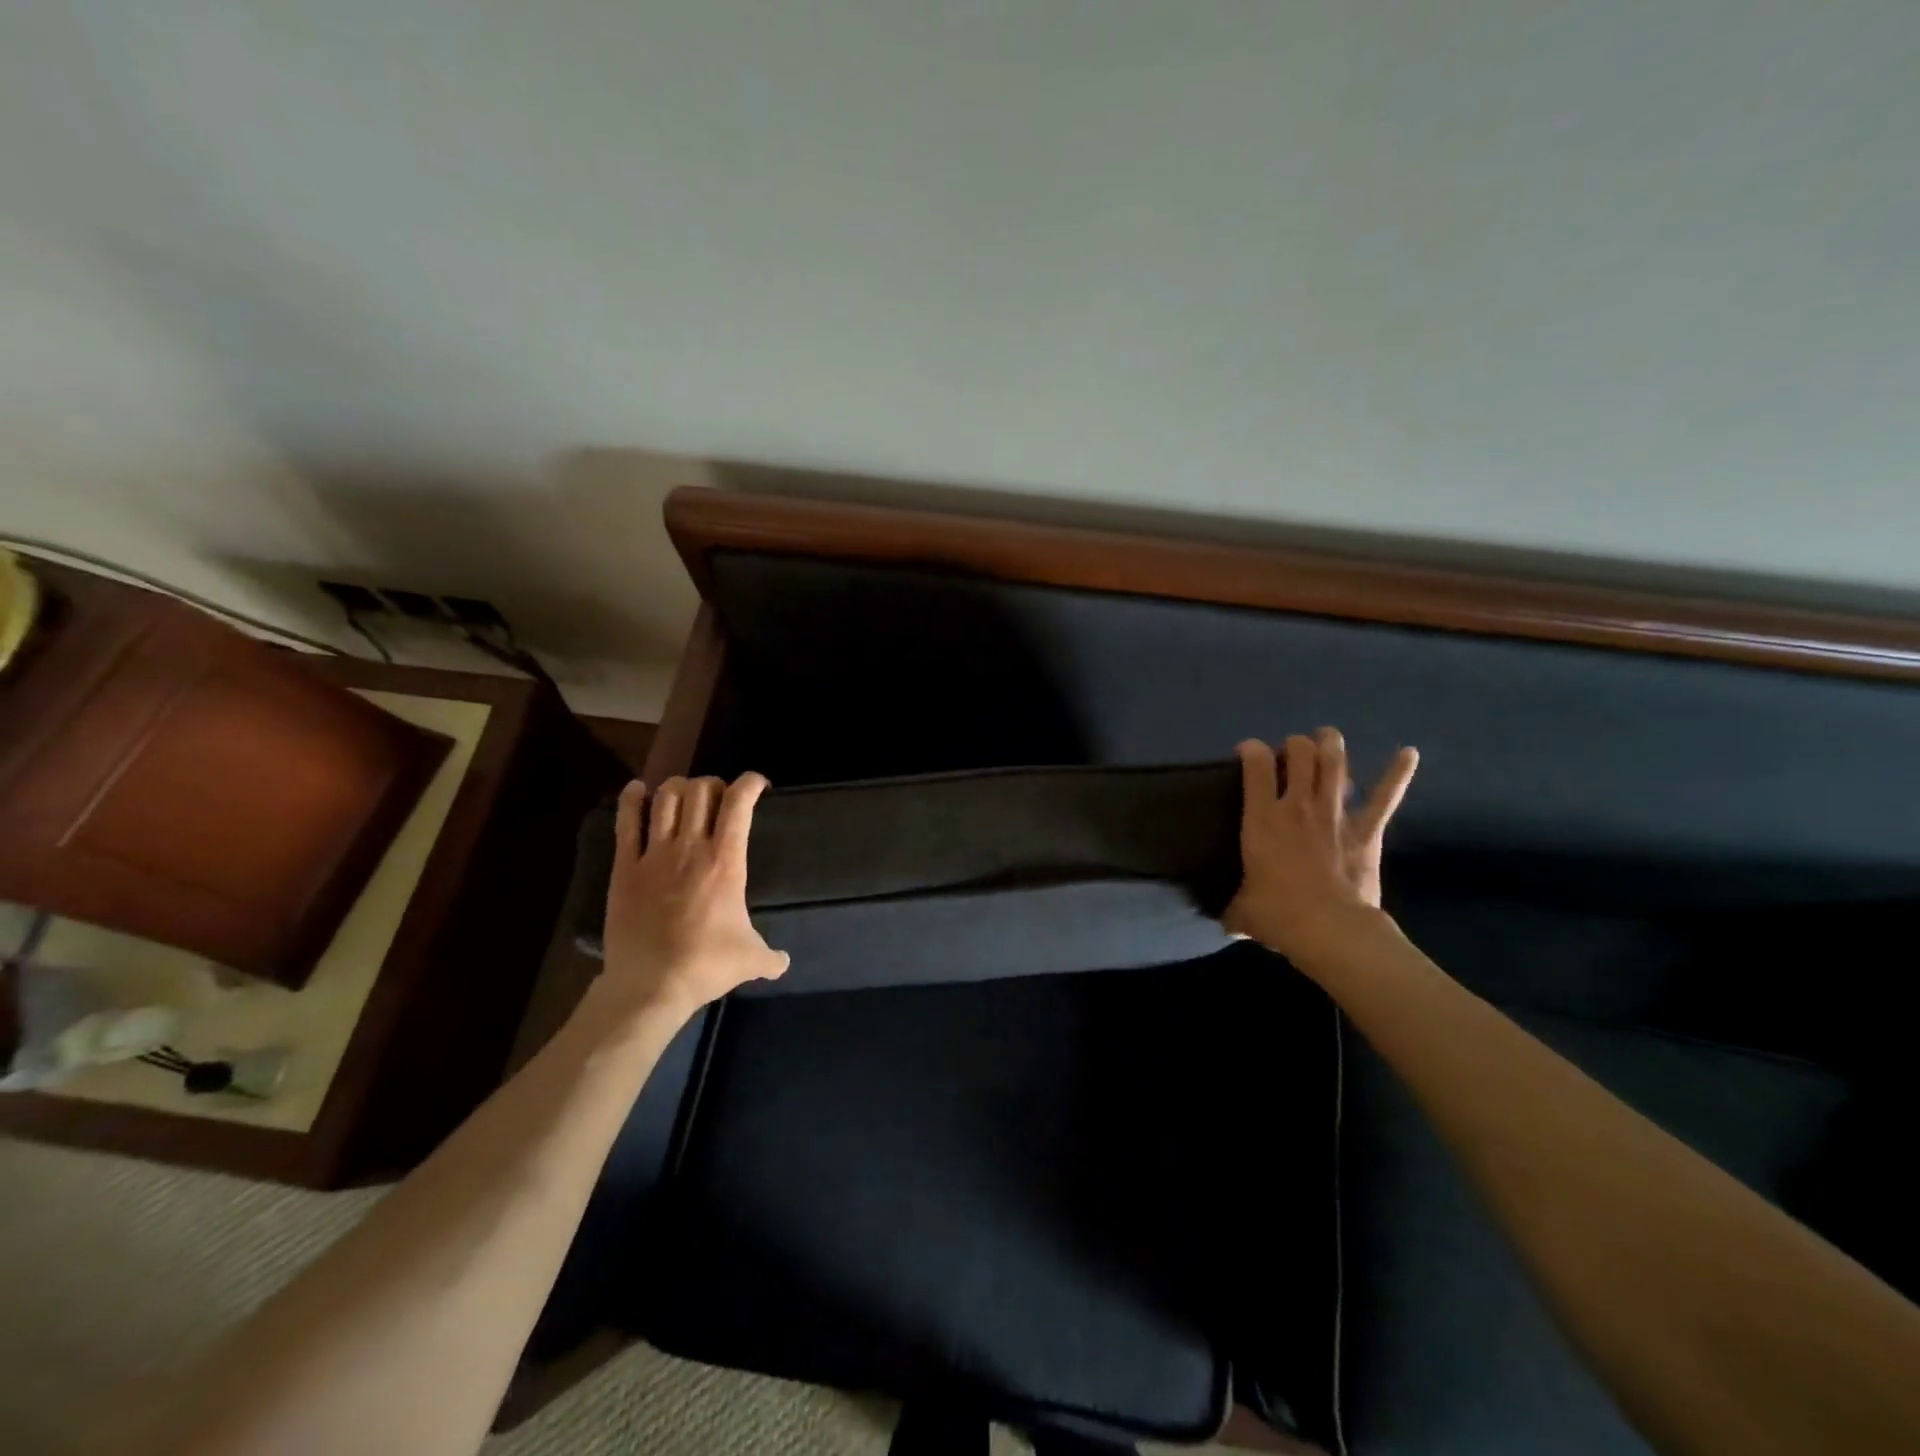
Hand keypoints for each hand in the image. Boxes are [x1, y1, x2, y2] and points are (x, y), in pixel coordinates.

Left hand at [599, 774, 789, 1019]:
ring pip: (665, 798)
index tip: (758, 785)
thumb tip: (784, 963)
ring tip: (684, 794)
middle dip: (714, 785)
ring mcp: (655, 855)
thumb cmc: (706, 965)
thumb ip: (771, 956)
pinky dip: (631, 799)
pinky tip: (637, 790)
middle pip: (701, 791)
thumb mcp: (751, 959)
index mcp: (726, 861)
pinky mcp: (625, 868)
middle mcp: (691, 847)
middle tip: (719, 797)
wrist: (651, 985)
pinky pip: (626, 822)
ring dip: (678, 787)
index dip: (750, 783)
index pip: (739, 803)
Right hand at [1223, 728, 1418, 966]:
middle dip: (1295, 744)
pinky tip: (1409, 753)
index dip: (1252, 749)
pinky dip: (1397, 773)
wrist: (1329, 929)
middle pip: (1300, 753)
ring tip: (1327, 737)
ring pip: (1335, 764)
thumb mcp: (1241, 912)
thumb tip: (1228, 923)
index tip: (1248, 751)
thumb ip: (1234, 909)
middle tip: (1291, 751)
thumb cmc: (1277, 915)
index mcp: (1262, 818)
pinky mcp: (1367, 830)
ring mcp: (1335, 814)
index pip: (1257, 765)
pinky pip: (1384, 797)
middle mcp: (1298, 805)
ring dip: (1331, 745)